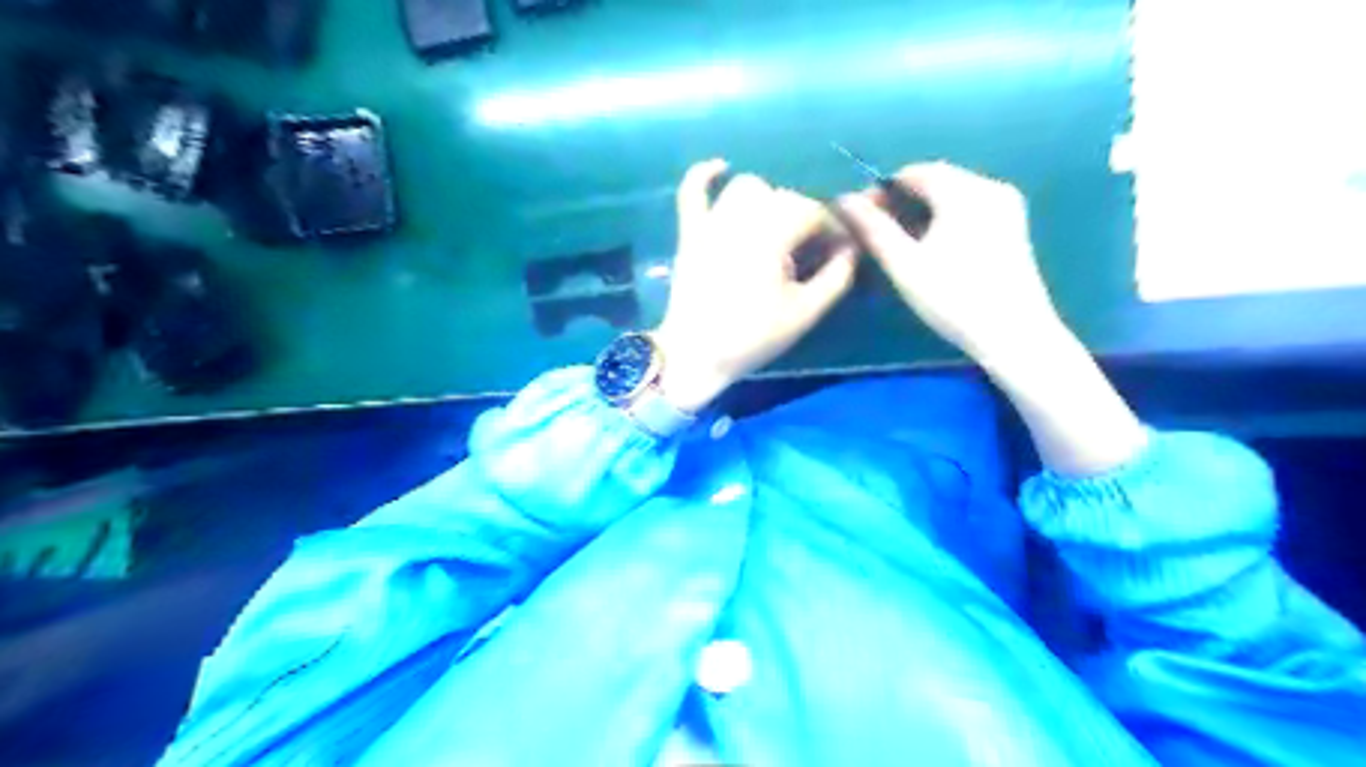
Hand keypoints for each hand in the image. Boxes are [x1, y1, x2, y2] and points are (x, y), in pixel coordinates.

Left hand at [651, 159, 850, 413]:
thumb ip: (836, 277)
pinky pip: (691, 191)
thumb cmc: (753, 336)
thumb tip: (851, 250)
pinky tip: (721, 168)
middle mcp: (741, 217)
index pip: (813, 213)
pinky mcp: (690, 232)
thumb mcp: (805, 312)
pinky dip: (705, 175)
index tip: (842, 252)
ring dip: (768, 200)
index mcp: (773, 234)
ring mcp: (711, 221)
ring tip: (776, 228)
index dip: (833, 229)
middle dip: (804, 219)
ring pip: (747, 188)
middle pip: (784, 198)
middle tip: (811, 251)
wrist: (695, 355)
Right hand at [832, 163, 1066, 364]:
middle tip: (876, 232)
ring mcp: (1007, 206)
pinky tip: (932, 248)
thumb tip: (844, 200)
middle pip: (936, 181)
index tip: (860, 216)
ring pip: (953, 196)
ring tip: (900, 243)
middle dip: (902, 201)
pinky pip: (970, 209)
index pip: (914, 172)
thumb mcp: (905, 264)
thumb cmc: (953, 298)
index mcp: (964, 191)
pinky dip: (945, 220)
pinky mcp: (1013, 227)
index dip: (882, 190)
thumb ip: (873, 228)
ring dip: (922, 211)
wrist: (1014, 335)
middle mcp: (990, 187)